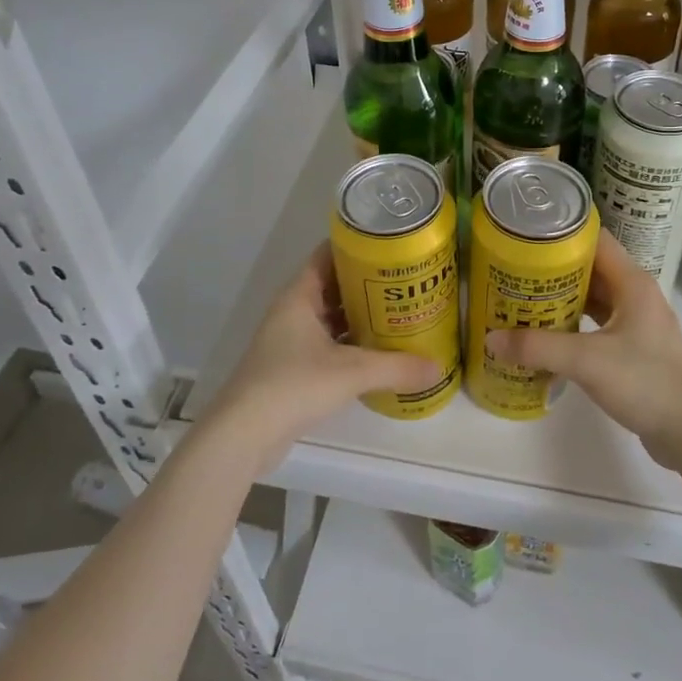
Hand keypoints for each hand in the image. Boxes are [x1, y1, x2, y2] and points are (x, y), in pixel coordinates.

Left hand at [204, 243, 443, 470]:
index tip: (389, 244)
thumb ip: (396, 368)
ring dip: (360, 315)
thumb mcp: (352, 372)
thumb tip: (438, 367)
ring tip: (399, 312)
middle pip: (333, 285)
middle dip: (366, 283)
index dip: (356, 246)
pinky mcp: (292, 368)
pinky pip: (328, 344)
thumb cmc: (293, 385)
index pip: (327, 255)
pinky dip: (351, 344)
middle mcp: (293, 311)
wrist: (243, 435)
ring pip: (331, 317)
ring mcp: (290, 341)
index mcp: (299, 296)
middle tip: (405, 281)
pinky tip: (378, 352)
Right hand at [487, 231, 681, 473]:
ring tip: (519, 300)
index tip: (523, 237)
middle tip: (511, 271)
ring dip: (559, 298)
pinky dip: (570, 324)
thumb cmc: (646, 383)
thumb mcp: (587, 362)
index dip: (559, 235)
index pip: (593, 240)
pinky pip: (594, 323)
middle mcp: (635, 294)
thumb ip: (538, 347)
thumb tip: (490, 339)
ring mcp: (635, 322)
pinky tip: (544, 336)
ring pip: (591, 297)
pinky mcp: (632, 347)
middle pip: (589, 268)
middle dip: (551, 269)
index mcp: (632, 282)